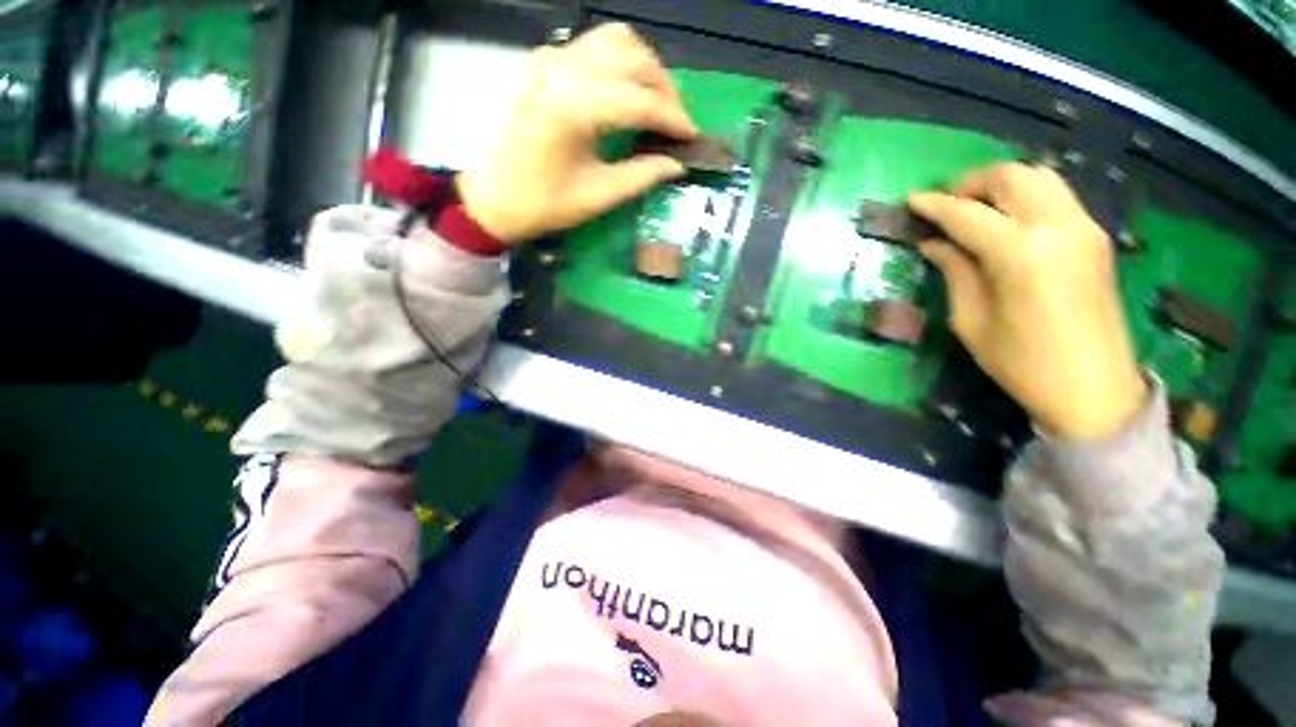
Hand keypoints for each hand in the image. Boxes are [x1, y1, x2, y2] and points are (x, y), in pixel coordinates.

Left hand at [457, 23, 697, 244]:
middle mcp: (565, 69)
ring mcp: (552, 60)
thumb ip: (642, 175)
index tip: (693, 137)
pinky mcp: (545, 64)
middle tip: (678, 124)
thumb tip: (677, 163)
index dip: (674, 119)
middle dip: (666, 90)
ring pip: (616, 41)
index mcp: (576, 107)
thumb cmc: (545, 204)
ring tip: (658, 103)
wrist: (494, 198)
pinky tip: (626, 90)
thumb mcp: (599, 195)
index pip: (642, 101)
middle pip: (634, 59)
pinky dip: (620, 62)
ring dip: (645, 68)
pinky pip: (594, 46)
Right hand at [909, 163, 1146, 438]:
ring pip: (1040, 177)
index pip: (968, 214)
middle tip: (946, 205)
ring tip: (975, 208)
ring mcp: (1084, 228)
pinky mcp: (1095, 237)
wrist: (1094, 389)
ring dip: (1002, 184)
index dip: (935, 205)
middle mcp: (1058, 227)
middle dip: (972, 184)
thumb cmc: (1021, 363)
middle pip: (1012, 177)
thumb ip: (955, 272)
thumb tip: (935, 243)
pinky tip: (1007, 220)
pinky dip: (1026, 196)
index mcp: (1021, 254)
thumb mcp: (971, 321)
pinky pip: (1057, 196)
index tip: (911, 200)